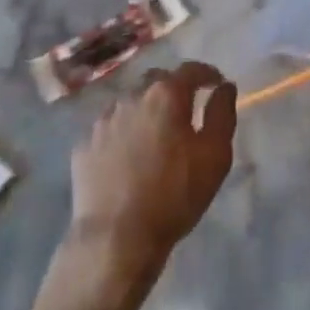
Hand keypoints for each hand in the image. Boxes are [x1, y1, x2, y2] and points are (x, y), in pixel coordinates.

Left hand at [68, 61, 236, 278]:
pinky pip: (109, 129)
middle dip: (173, 88)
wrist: (115, 239)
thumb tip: (224, 88)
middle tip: (185, 109)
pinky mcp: (84, 146)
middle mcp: (131, 97)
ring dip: (145, 110)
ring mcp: (103, 120)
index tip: (216, 84)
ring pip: (130, 103)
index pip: (190, 70)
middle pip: (157, 81)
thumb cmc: (174, 195)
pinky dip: (122, 133)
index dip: (207, 74)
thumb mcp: (215, 156)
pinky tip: (127, 156)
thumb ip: (222, 114)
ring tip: (154, 134)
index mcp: (165, 95)